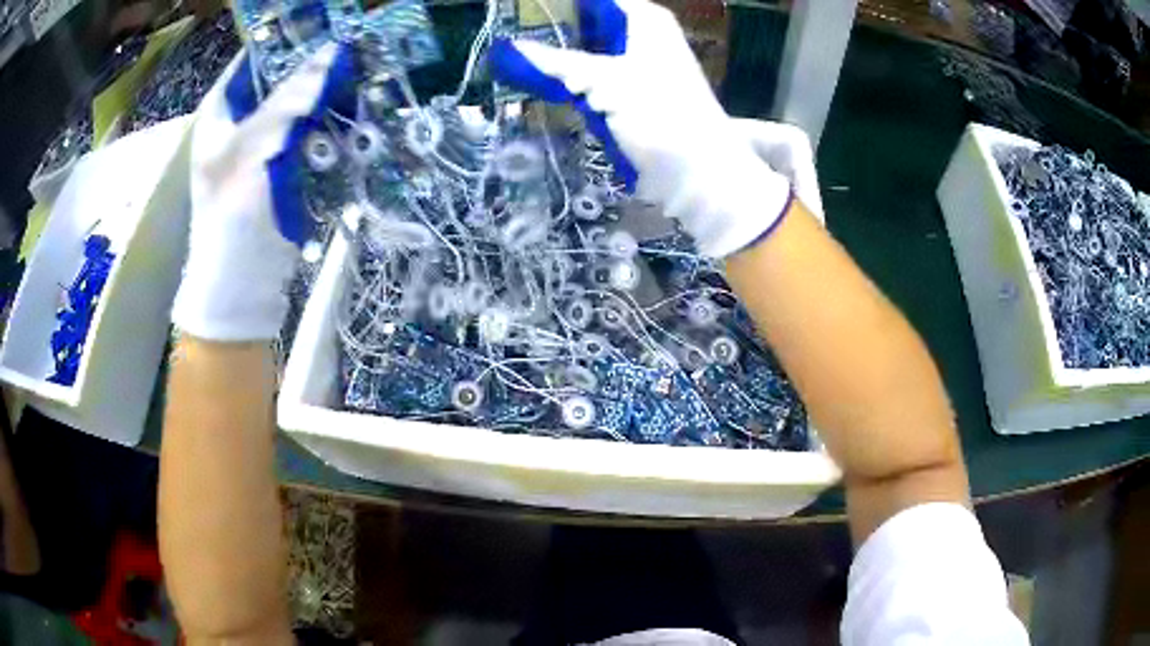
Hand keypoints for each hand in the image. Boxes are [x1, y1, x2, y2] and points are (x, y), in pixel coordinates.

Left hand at [172, 44, 353, 340]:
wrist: (242, 281)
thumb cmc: (231, 213)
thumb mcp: (251, 148)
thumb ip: (288, 99)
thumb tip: (330, 53)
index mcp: (221, 113)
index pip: (253, 60)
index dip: (284, 40)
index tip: (323, 27)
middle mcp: (242, 123)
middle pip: (280, 80)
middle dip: (313, 65)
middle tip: (351, 49)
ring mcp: (266, 145)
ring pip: (300, 105)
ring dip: (326, 93)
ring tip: (359, 73)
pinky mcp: (288, 166)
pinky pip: (312, 132)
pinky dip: (331, 121)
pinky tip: (353, 110)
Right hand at [488, 0, 796, 257]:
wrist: (698, 172)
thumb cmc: (659, 113)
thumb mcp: (604, 81)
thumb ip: (556, 62)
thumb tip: (510, 47)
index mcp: (645, 20)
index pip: (597, 0)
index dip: (560, 6)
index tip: (522, 11)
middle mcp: (642, 36)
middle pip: (589, 21)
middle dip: (552, 28)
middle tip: (509, 33)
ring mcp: (636, 67)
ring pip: (587, 50)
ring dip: (557, 55)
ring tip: (511, 57)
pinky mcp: (630, 96)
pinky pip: (591, 77)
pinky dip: (569, 79)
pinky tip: (538, 81)